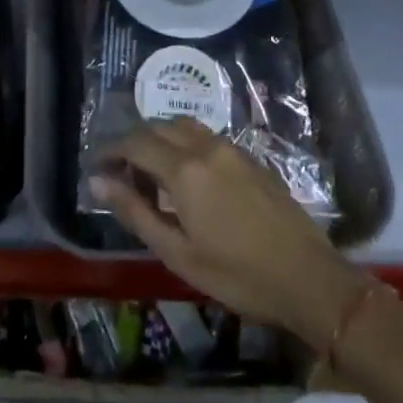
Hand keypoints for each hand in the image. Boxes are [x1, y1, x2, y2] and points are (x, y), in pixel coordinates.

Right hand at [91, 119, 366, 349]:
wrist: (306, 277)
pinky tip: (187, 177)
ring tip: (152, 173)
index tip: (96, 168)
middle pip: (157, 127)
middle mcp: (204, 146)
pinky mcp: (248, 156)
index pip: (135, 143)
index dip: (110, 151)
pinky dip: (184, 144)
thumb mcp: (178, 253)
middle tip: (121, 175)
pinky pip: (205, 135)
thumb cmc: (237, 274)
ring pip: (182, 125)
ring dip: (160, 139)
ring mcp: (230, 148)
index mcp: (183, 169)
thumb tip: (98, 182)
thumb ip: (136, 212)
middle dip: (133, 144)